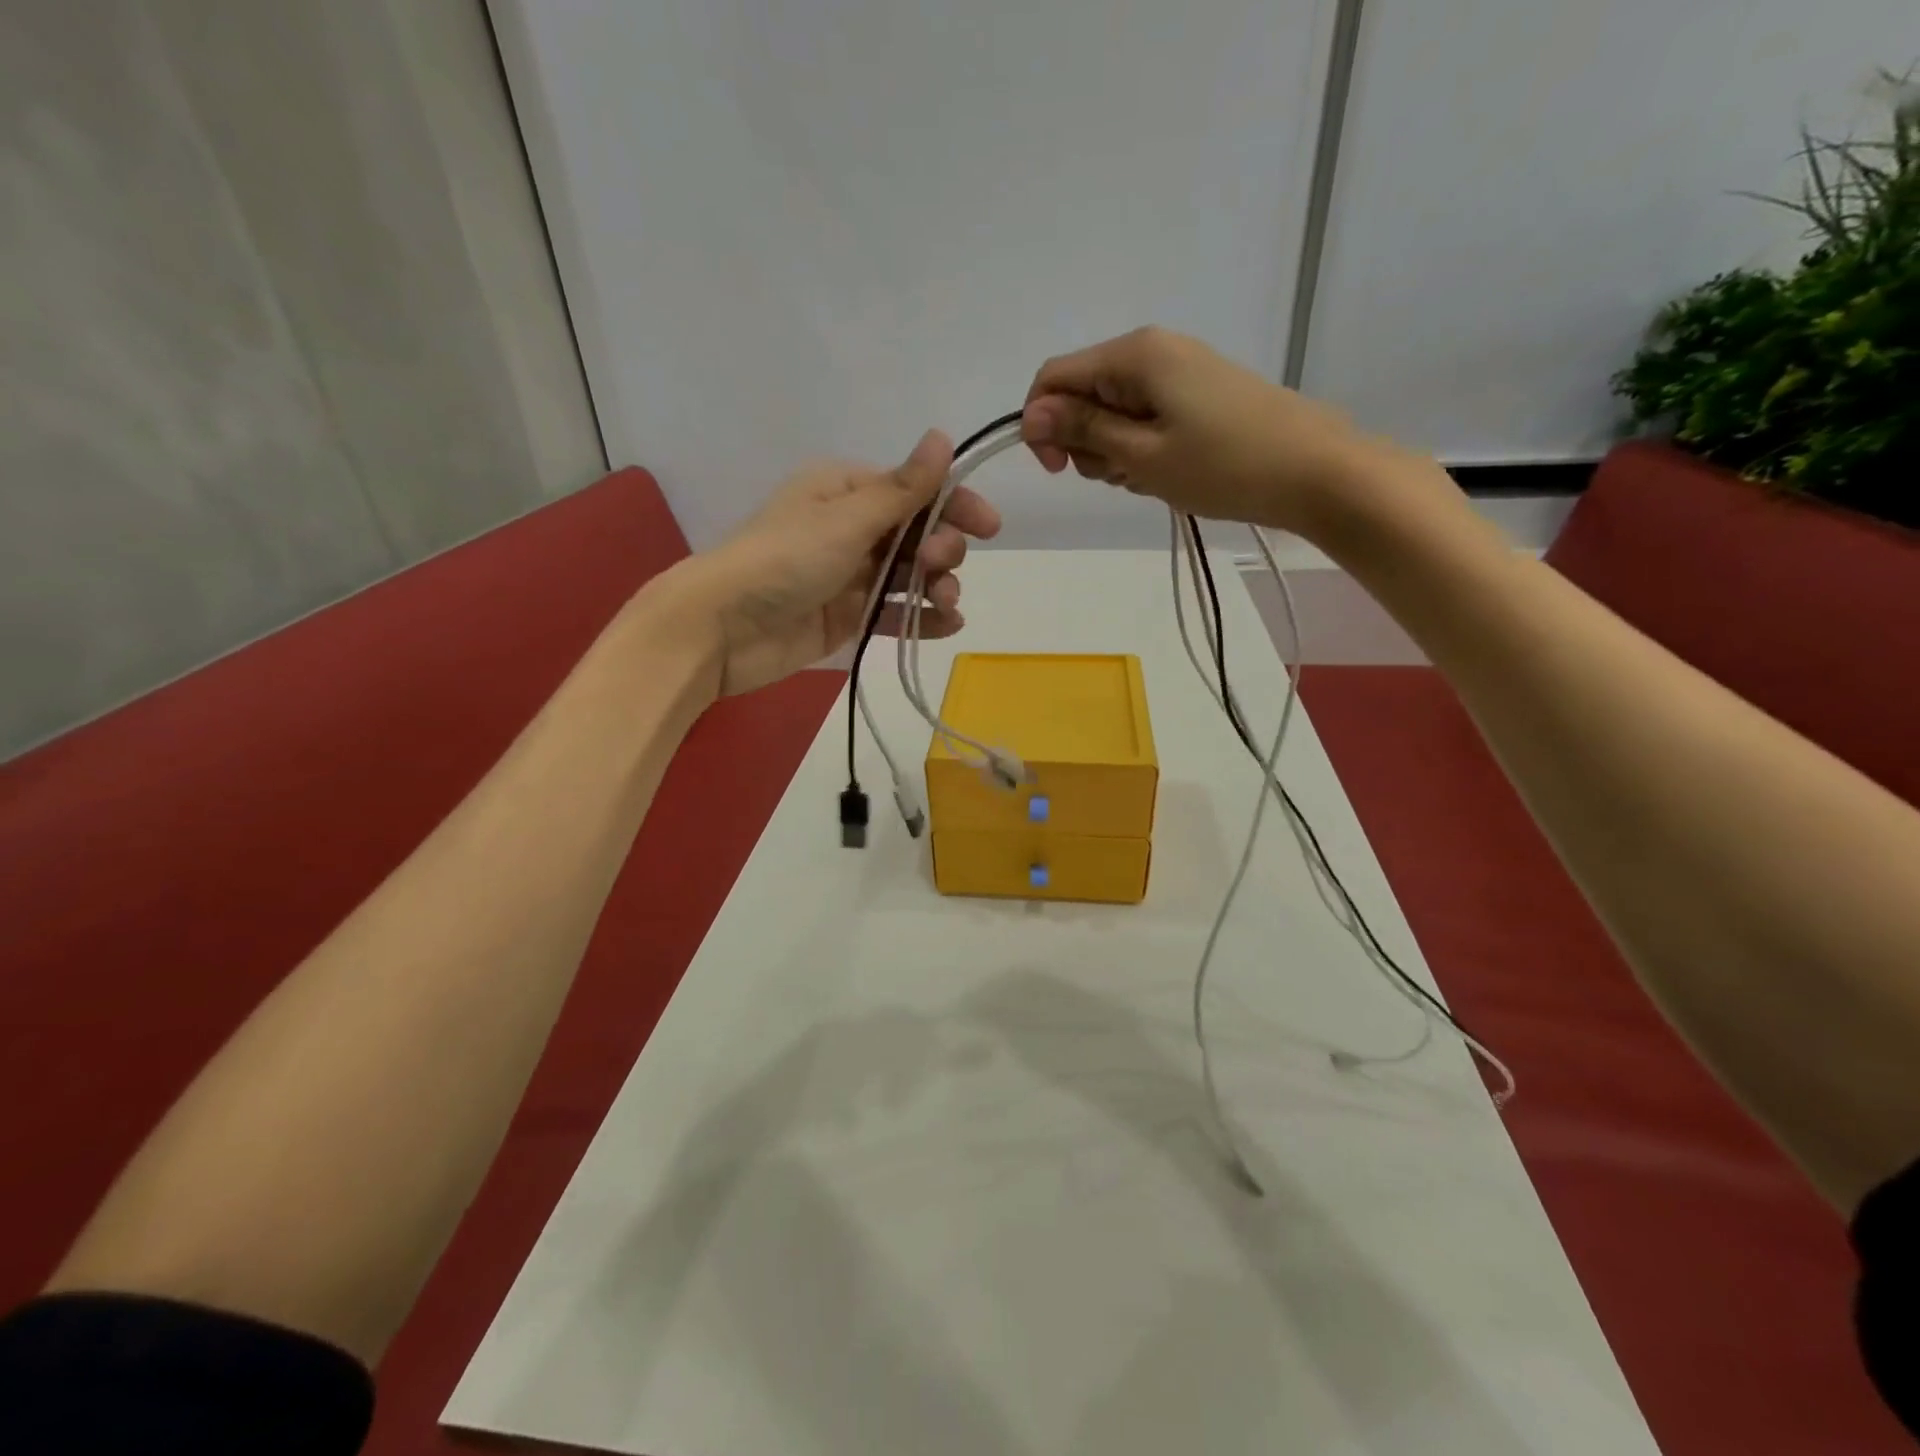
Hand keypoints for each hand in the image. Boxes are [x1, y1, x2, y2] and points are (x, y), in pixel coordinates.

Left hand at [668, 432, 1001, 696]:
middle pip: (916, 534)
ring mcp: (850, 576)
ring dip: (937, 587)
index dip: (953, 505)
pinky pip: (894, 613)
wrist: (725, 628)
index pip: (913, 491)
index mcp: (845, 491)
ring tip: (946, 603)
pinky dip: (921, 618)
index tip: (989, 527)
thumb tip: (942, 436)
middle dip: (941, 549)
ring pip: (910, 576)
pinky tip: (946, 626)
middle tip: (940, 566)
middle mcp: (851, 529)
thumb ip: (902, 489)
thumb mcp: (847, 519)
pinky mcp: (848, 617)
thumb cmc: (784, 560)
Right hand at [1022, 327, 1379, 535]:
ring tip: (1152, 476)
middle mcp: (1151, 351)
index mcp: (1134, 355)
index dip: (1041, 425)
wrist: (1314, 471)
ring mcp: (1176, 372)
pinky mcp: (1195, 394)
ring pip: (1111, 413)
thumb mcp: (1142, 454)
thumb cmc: (1223, 465)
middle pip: (1082, 394)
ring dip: (1115, 452)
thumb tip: (1031, 412)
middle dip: (1085, 442)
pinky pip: (1143, 419)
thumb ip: (1083, 429)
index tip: (1058, 471)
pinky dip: (1142, 450)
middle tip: (1123, 474)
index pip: (1054, 377)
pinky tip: (1168, 472)